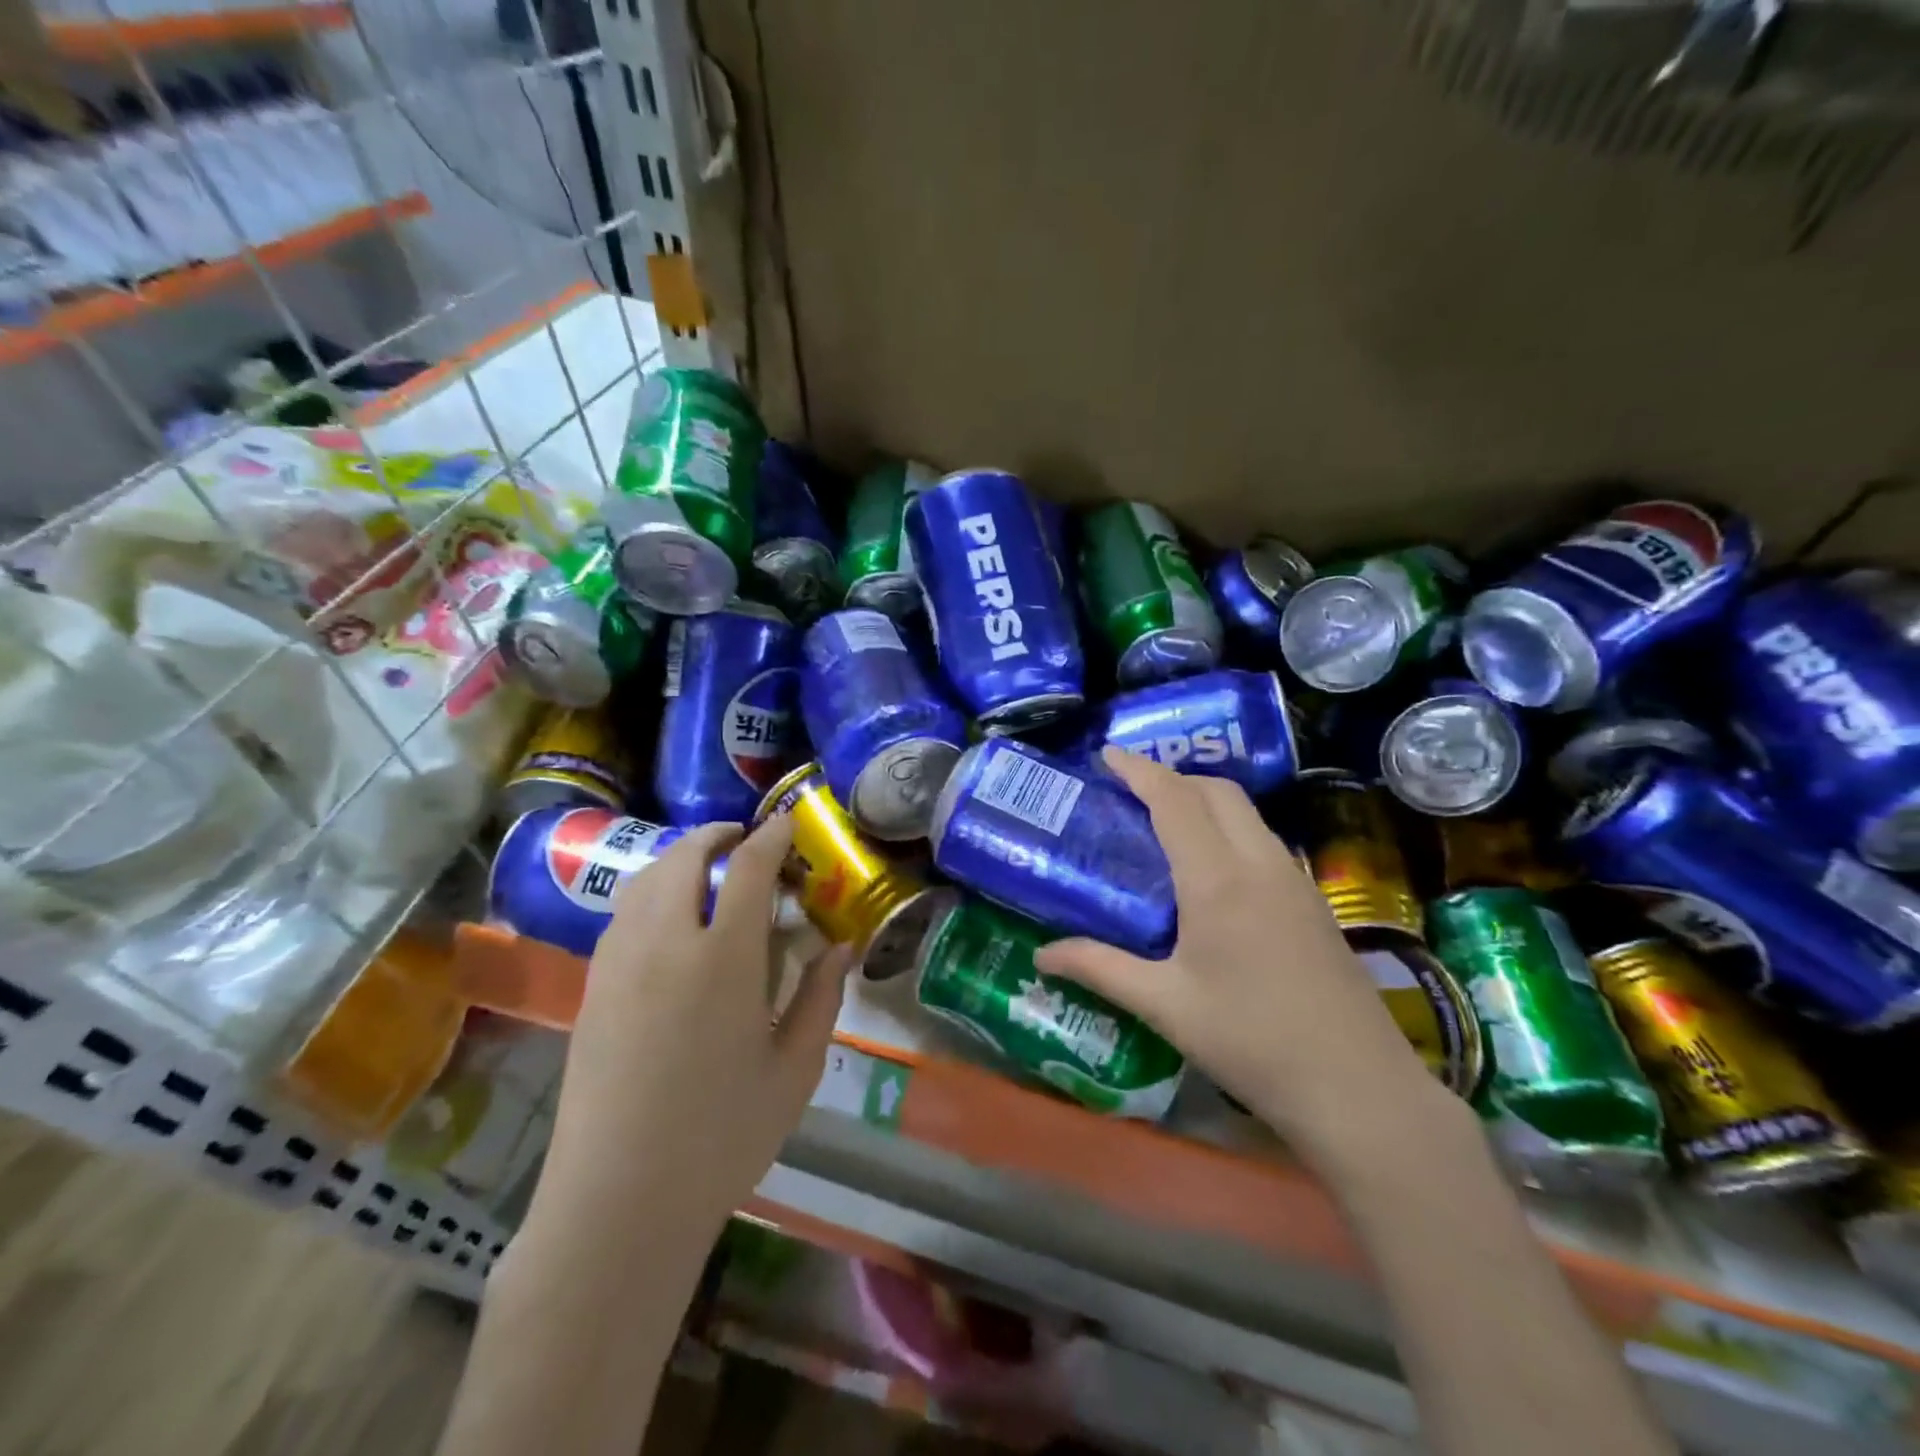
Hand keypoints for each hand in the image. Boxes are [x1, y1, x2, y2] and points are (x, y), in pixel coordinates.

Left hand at [535, 815, 851, 1246]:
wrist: (618, 1201)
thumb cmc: (722, 1137)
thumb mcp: (794, 1068)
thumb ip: (820, 997)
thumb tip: (840, 947)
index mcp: (723, 959)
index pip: (749, 868)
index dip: (771, 836)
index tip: (787, 823)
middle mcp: (665, 943)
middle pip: (685, 857)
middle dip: (717, 835)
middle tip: (745, 840)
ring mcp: (619, 963)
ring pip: (646, 879)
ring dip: (679, 858)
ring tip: (708, 870)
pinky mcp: (592, 987)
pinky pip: (624, 913)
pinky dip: (652, 891)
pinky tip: (672, 919)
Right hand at [1035, 748, 1436, 1155]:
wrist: (1358, 1088)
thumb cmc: (1251, 1043)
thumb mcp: (1165, 1005)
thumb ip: (1101, 969)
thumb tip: (1041, 956)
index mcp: (1216, 879)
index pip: (1174, 799)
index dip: (1139, 769)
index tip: (1107, 754)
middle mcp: (1259, 863)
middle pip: (1216, 790)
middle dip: (1172, 776)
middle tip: (1131, 791)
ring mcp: (1295, 880)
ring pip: (1246, 812)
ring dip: (1204, 799)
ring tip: (1166, 821)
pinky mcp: (1314, 902)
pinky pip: (1264, 840)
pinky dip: (1230, 827)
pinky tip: (1212, 868)